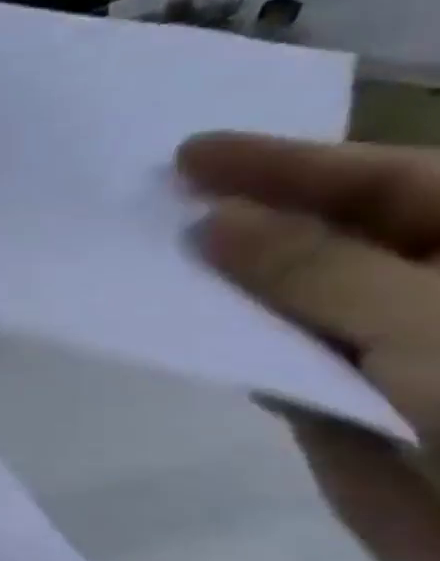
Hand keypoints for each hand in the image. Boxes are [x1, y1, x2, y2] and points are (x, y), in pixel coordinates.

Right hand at [179, 131, 439, 560]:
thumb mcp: (425, 323)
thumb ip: (314, 269)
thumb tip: (215, 221)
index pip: (392, 182)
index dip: (290, 164)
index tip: (191, 155)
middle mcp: (439, 290)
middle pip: (336, 236)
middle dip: (249, 218)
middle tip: (158, 201)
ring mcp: (397, 350)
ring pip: (297, 300)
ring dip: (228, 283)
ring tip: (149, 259)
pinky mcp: (352, 405)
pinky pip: (279, 360)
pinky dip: (231, 344)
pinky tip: (181, 327)